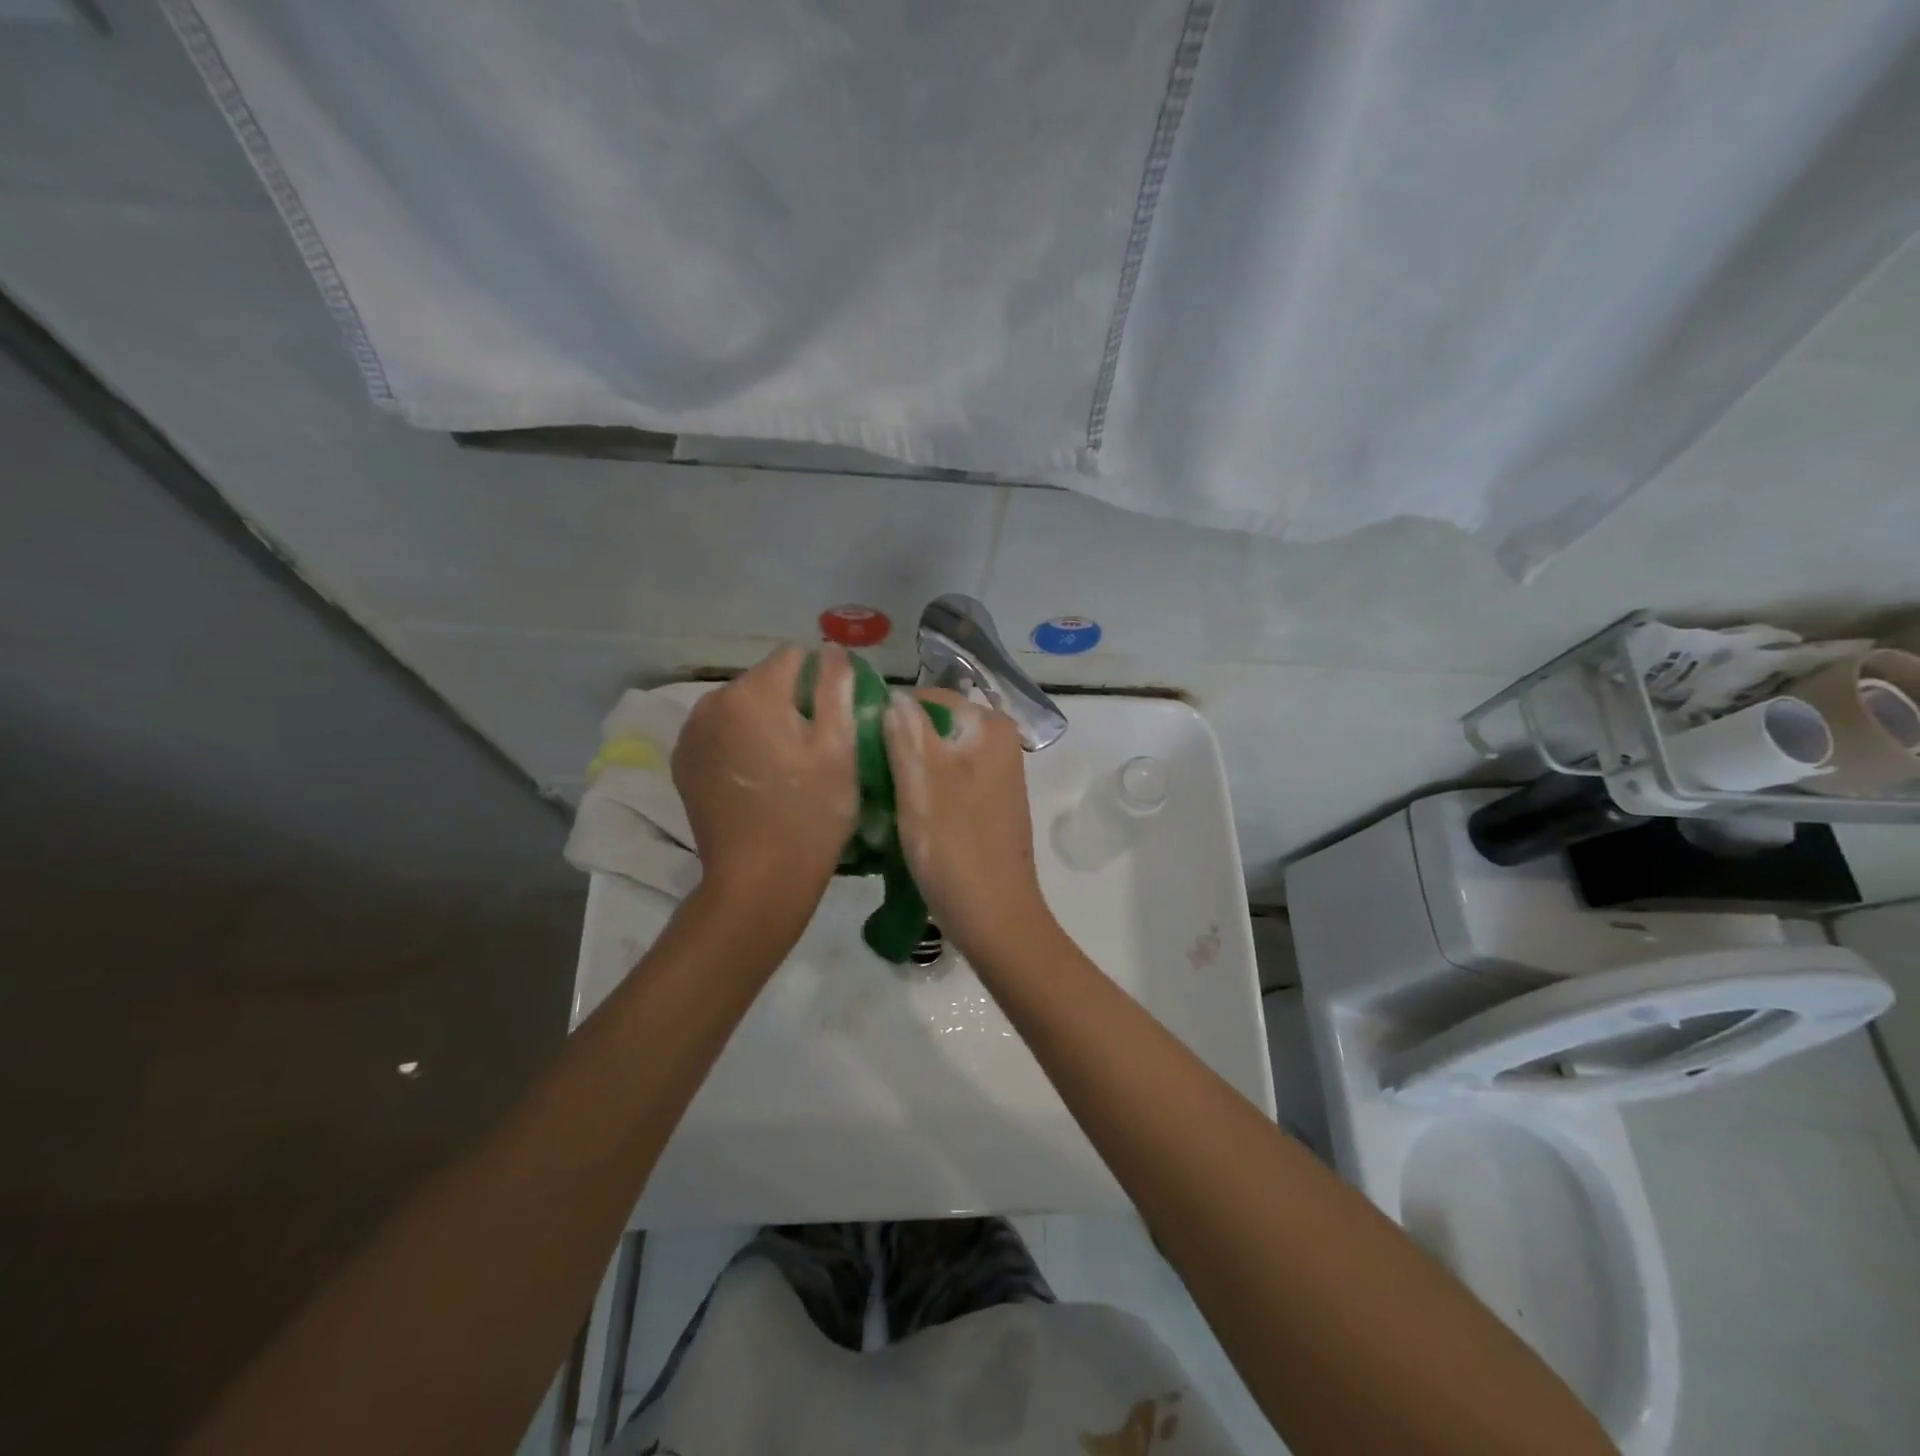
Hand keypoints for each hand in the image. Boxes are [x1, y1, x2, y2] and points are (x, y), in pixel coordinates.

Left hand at [672, 645, 857, 918]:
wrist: (758, 881)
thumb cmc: (810, 813)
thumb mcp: (839, 748)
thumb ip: (836, 688)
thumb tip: (832, 650)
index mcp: (752, 693)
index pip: (794, 656)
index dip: (821, 680)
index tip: (834, 717)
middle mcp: (711, 703)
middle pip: (764, 681)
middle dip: (790, 701)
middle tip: (813, 748)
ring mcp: (691, 734)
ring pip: (740, 707)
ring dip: (763, 722)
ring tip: (784, 765)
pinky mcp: (683, 763)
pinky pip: (720, 734)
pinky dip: (739, 743)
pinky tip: (756, 779)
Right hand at [882, 687, 1059, 968]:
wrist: (996, 920)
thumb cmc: (956, 849)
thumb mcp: (922, 784)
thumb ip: (906, 732)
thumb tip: (892, 695)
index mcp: (989, 728)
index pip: (926, 698)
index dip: (886, 716)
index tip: (854, 745)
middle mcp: (998, 743)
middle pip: (931, 727)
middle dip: (895, 745)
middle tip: (859, 773)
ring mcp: (994, 775)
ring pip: (935, 756)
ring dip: (904, 771)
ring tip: (873, 795)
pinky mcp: (986, 804)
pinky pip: (945, 781)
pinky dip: (921, 791)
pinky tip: (896, 813)